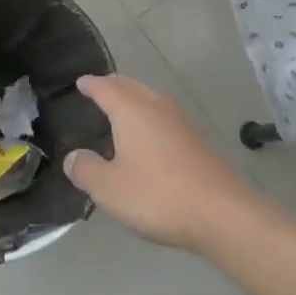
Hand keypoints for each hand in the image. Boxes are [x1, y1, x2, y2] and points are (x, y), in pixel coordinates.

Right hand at [64, 75, 260, 252]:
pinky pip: (165, 118)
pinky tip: (149, 137)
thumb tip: (73, 157)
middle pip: (132, 86)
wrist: (222, 213)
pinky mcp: (197, 142)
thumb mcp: (109, 188)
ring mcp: (182, 123)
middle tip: (100, 88)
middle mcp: (157, 108)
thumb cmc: (158, 195)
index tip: (81, 81)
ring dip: (134, 99)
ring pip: (152, 100)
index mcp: (132, 111)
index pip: (106, 88)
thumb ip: (86, 169)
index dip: (91, 84)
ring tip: (121, 109)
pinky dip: (150, 117)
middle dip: (114, 85)